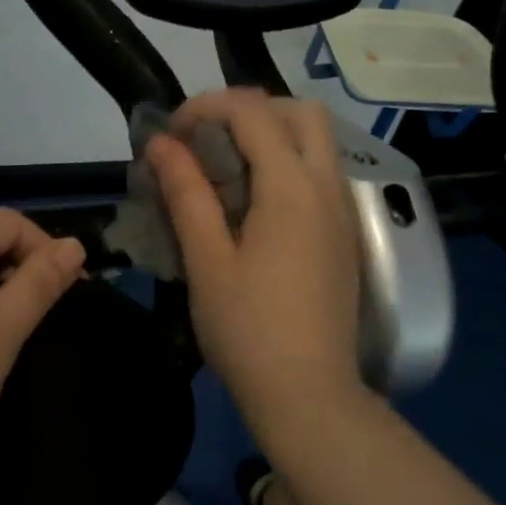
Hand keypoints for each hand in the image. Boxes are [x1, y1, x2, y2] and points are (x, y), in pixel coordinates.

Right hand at [147, 88, 367, 439]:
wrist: (310, 396)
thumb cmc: (248, 330)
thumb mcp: (206, 260)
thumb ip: (186, 193)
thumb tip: (161, 144)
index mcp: (291, 187)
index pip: (252, 111)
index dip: (205, 107)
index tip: (170, 135)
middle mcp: (326, 186)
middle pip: (300, 111)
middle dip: (249, 110)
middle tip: (206, 140)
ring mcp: (342, 210)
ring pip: (316, 140)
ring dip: (271, 134)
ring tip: (224, 169)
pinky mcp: (344, 234)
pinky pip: (320, 172)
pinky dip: (287, 163)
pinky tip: (253, 202)